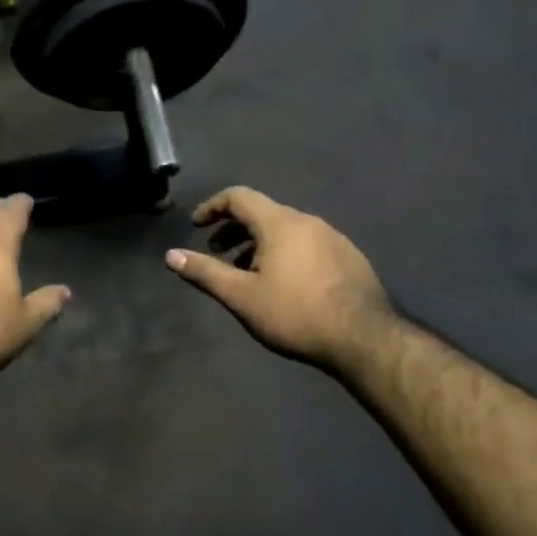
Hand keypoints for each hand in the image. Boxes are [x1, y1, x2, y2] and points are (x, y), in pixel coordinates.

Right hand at [165, 187, 394, 373]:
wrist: (364, 338)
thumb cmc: (295, 313)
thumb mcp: (241, 296)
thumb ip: (205, 272)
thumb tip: (171, 255)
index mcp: (280, 222)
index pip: (239, 196)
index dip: (213, 207)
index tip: (197, 226)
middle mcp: (307, 221)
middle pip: (263, 213)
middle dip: (234, 229)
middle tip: (217, 253)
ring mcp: (333, 237)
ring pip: (286, 230)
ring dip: (259, 244)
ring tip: (247, 273)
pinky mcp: (350, 257)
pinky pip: (307, 244)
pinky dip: (285, 253)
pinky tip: (285, 284)